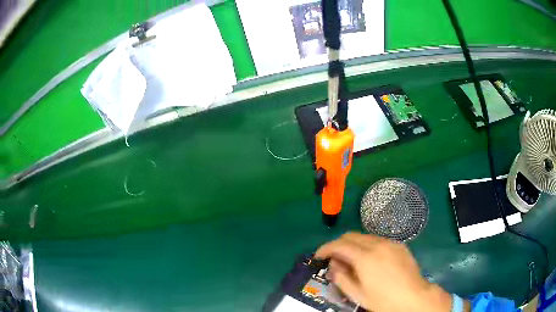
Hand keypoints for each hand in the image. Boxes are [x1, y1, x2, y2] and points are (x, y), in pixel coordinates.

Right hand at [316, 232, 456, 311]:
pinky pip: (378, 240)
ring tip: (350, 260)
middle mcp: (377, 244)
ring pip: (364, 236)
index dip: (325, 248)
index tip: (318, 256)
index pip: (339, 245)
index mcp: (365, 257)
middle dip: (338, 244)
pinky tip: (369, 259)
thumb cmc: (383, 300)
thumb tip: (333, 265)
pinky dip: (367, 245)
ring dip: (353, 244)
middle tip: (333, 258)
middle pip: (351, 236)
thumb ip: (341, 277)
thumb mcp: (357, 294)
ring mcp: (390, 243)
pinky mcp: (399, 245)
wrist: (414, 296)